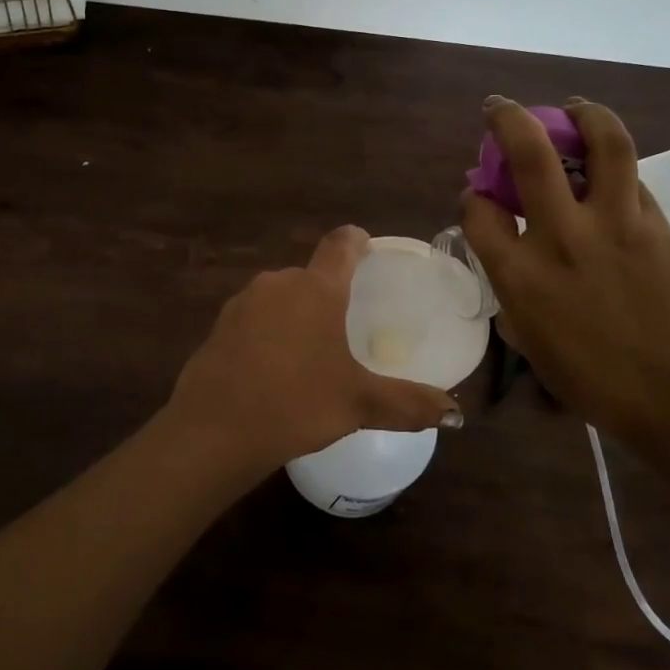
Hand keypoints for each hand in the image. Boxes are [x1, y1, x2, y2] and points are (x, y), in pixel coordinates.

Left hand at [165, 226, 463, 478]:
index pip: (340, 244)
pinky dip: (270, 333)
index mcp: (316, 289)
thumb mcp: (359, 404)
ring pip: (280, 297)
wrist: (214, 429)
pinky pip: (255, 319)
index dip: (356, 241)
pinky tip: (275, 369)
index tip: (366, 246)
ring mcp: (243, 303)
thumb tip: (455, 413)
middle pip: (310, 275)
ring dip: (297, 314)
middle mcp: (278, 283)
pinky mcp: (219, 326)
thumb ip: (408, 404)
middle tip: (346, 324)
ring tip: (312, 352)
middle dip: (328, 292)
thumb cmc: (296, 403)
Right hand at [458, 95, 669, 444]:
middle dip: (507, 119)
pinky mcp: (657, 224)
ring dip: (584, 114)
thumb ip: (511, 285)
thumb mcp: (527, 337)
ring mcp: (615, 225)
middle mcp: (563, 236)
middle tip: (499, 108)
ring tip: (574, 109)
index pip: (478, 210)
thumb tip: (508, 249)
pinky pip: (633, 178)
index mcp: (520, 274)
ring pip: (603, 143)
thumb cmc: (591, 378)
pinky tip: (609, 170)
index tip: (480, 197)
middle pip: (530, 153)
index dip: (473, 197)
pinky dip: (615, 165)